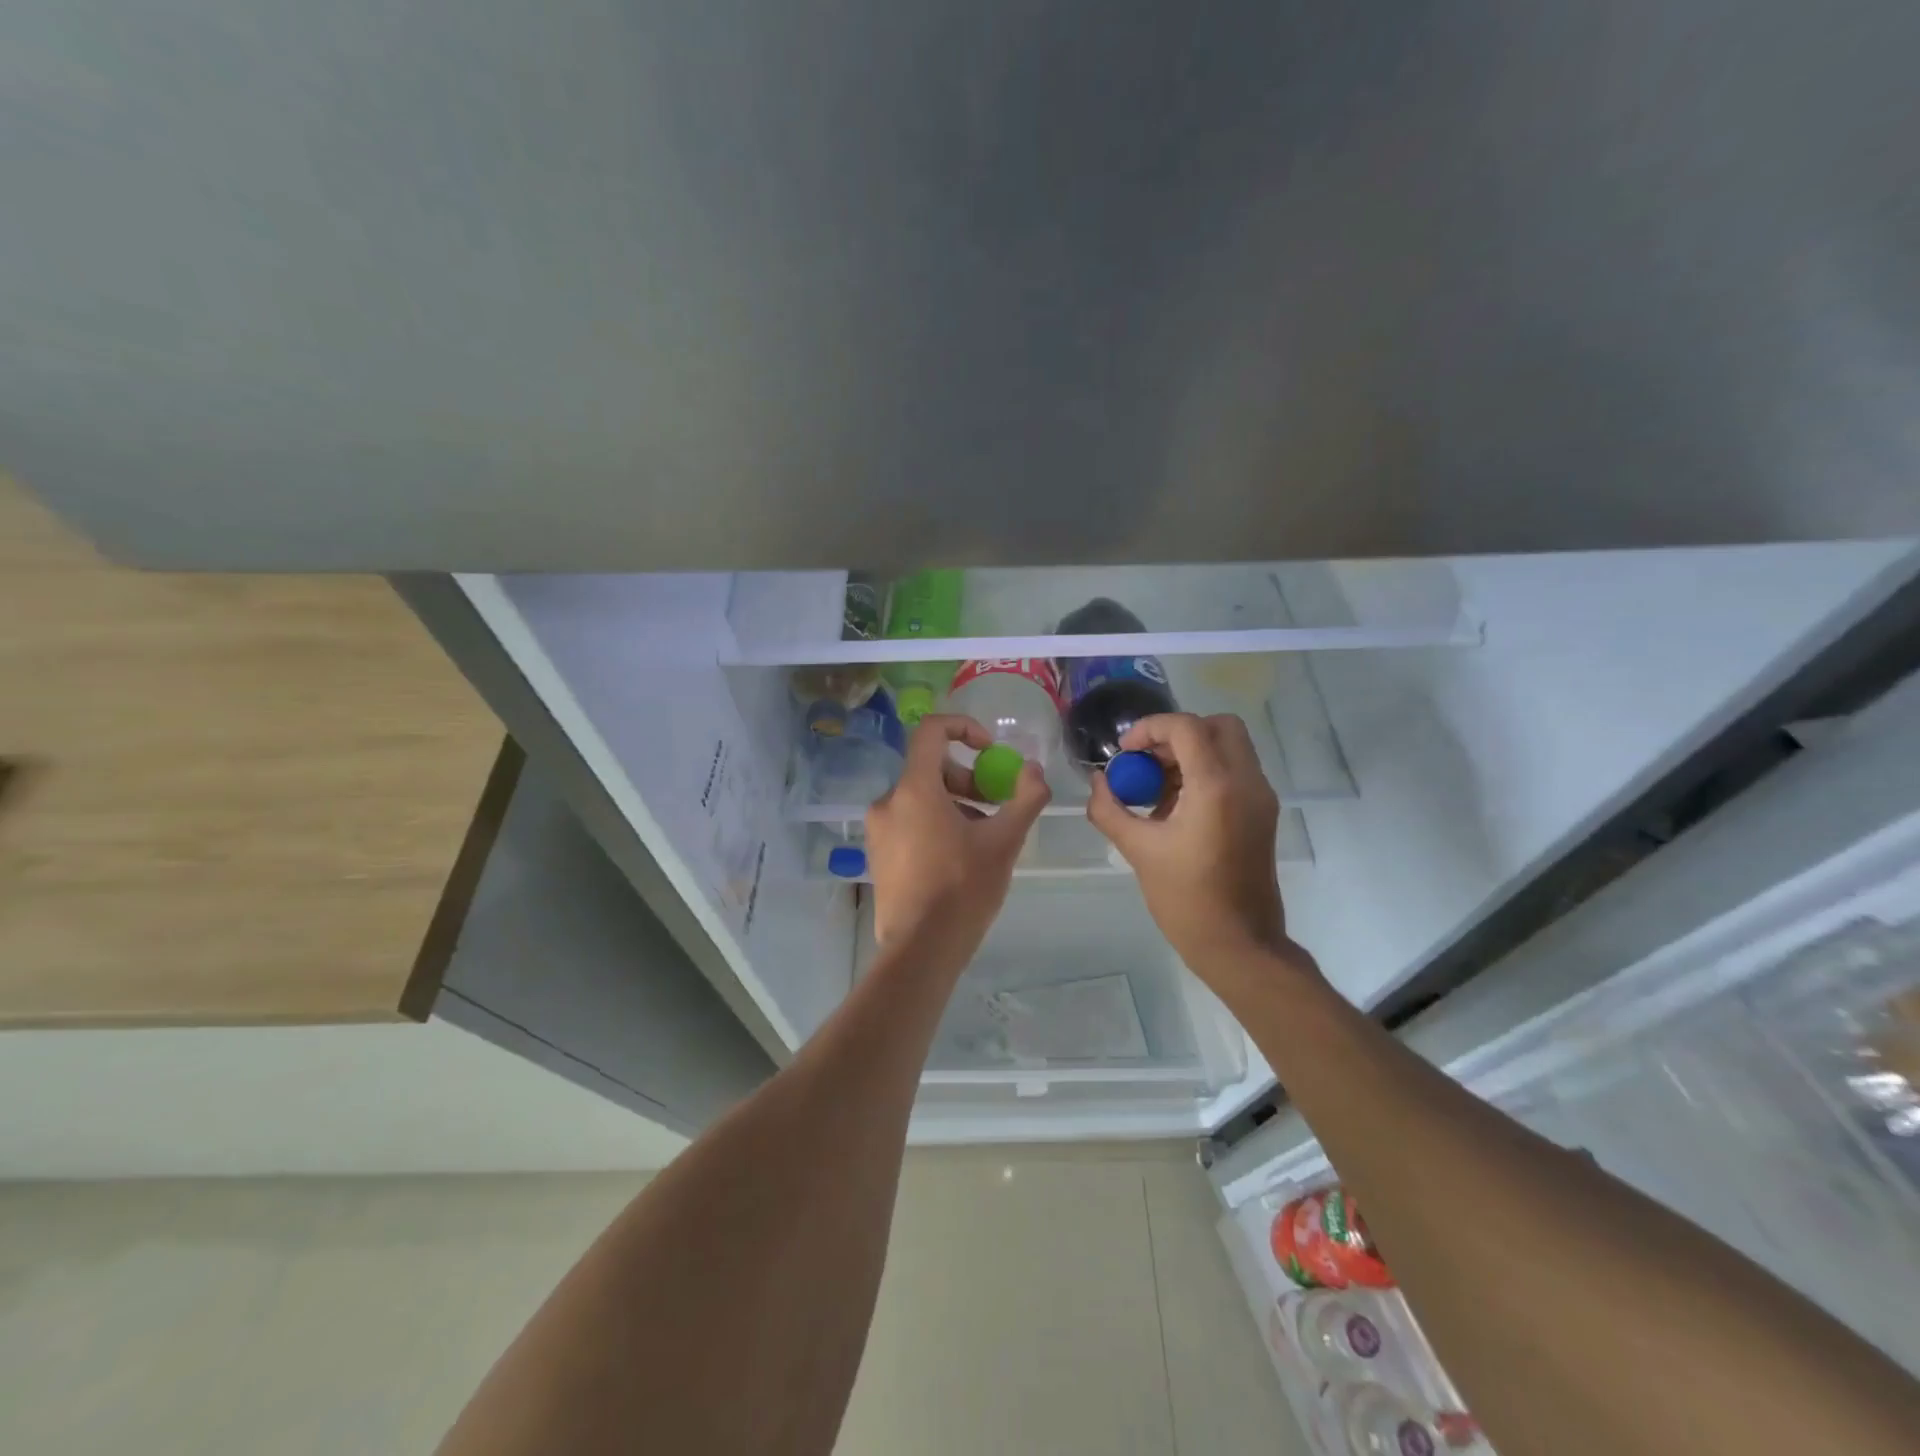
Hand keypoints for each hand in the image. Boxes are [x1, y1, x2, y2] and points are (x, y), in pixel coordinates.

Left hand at [864, 714, 1050, 967]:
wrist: (921, 949)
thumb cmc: (963, 889)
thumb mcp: (1004, 841)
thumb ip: (1025, 798)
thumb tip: (1033, 770)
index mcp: (914, 789)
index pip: (931, 731)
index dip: (964, 729)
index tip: (990, 750)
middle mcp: (887, 802)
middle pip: (928, 767)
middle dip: (966, 777)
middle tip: (994, 804)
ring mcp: (878, 830)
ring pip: (919, 797)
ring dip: (954, 803)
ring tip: (982, 836)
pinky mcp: (877, 854)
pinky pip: (908, 821)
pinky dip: (934, 823)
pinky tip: (958, 856)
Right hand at [1086, 713, 1291, 976]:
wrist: (1240, 944)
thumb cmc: (1186, 899)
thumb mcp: (1138, 850)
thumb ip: (1110, 809)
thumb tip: (1097, 783)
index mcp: (1217, 787)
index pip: (1186, 727)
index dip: (1150, 729)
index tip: (1125, 753)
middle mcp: (1247, 782)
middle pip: (1218, 726)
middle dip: (1177, 734)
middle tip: (1146, 761)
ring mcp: (1260, 798)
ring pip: (1229, 747)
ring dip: (1190, 753)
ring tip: (1155, 788)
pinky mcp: (1263, 814)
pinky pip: (1234, 772)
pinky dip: (1205, 772)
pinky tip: (1175, 806)